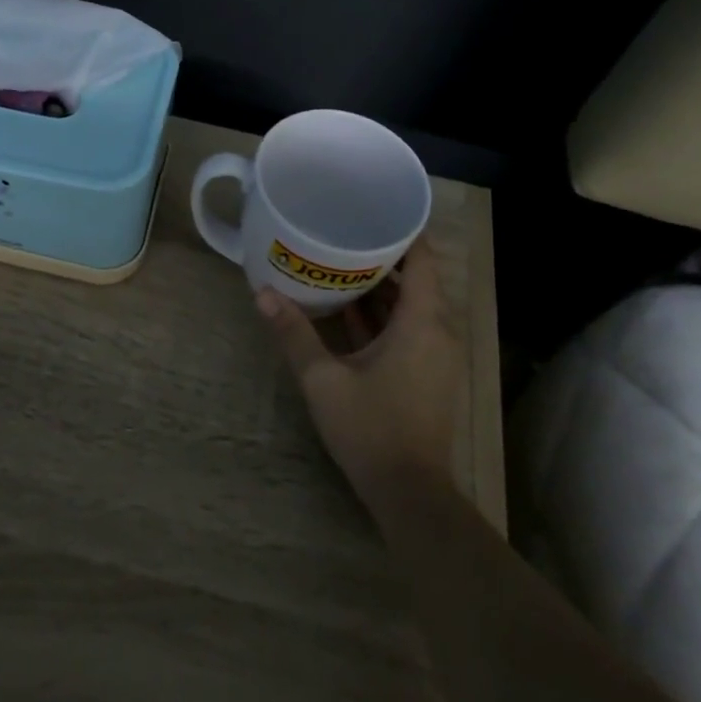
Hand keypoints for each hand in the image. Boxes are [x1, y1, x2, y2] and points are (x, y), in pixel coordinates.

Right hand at [257, 238, 462, 516]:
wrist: (409, 492)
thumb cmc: (370, 428)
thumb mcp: (323, 379)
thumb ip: (293, 333)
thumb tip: (262, 293)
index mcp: (422, 323)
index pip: (423, 259)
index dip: (403, 231)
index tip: (372, 209)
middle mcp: (438, 331)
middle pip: (417, 279)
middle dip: (383, 255)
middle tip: (343, 232)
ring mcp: (436, 354)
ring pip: (412, 306)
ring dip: (382, 287)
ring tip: (340, 262)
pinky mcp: (429, 373)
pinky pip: (410, 328)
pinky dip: (386, 314)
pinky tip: (350, 308)